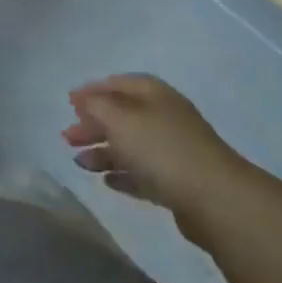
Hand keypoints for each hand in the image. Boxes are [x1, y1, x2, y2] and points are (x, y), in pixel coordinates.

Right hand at [62, 74, 247, 213]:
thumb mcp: (119, 119)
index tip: (68, 103)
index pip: (118, 84)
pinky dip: (123, 174)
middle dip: (93, 124)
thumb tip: (83, 99)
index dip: (92, 90)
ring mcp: (173, 150)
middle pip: (122, 115)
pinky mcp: (177, 181)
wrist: (214, 198)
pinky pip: (143, 173)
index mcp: (154, 94)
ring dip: (103, 152)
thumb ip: (96, 105)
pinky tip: (107, 180)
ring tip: (80, 163)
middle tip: (67, 137)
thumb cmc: (160, 148)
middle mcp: (164, 117)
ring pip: (130, 146)